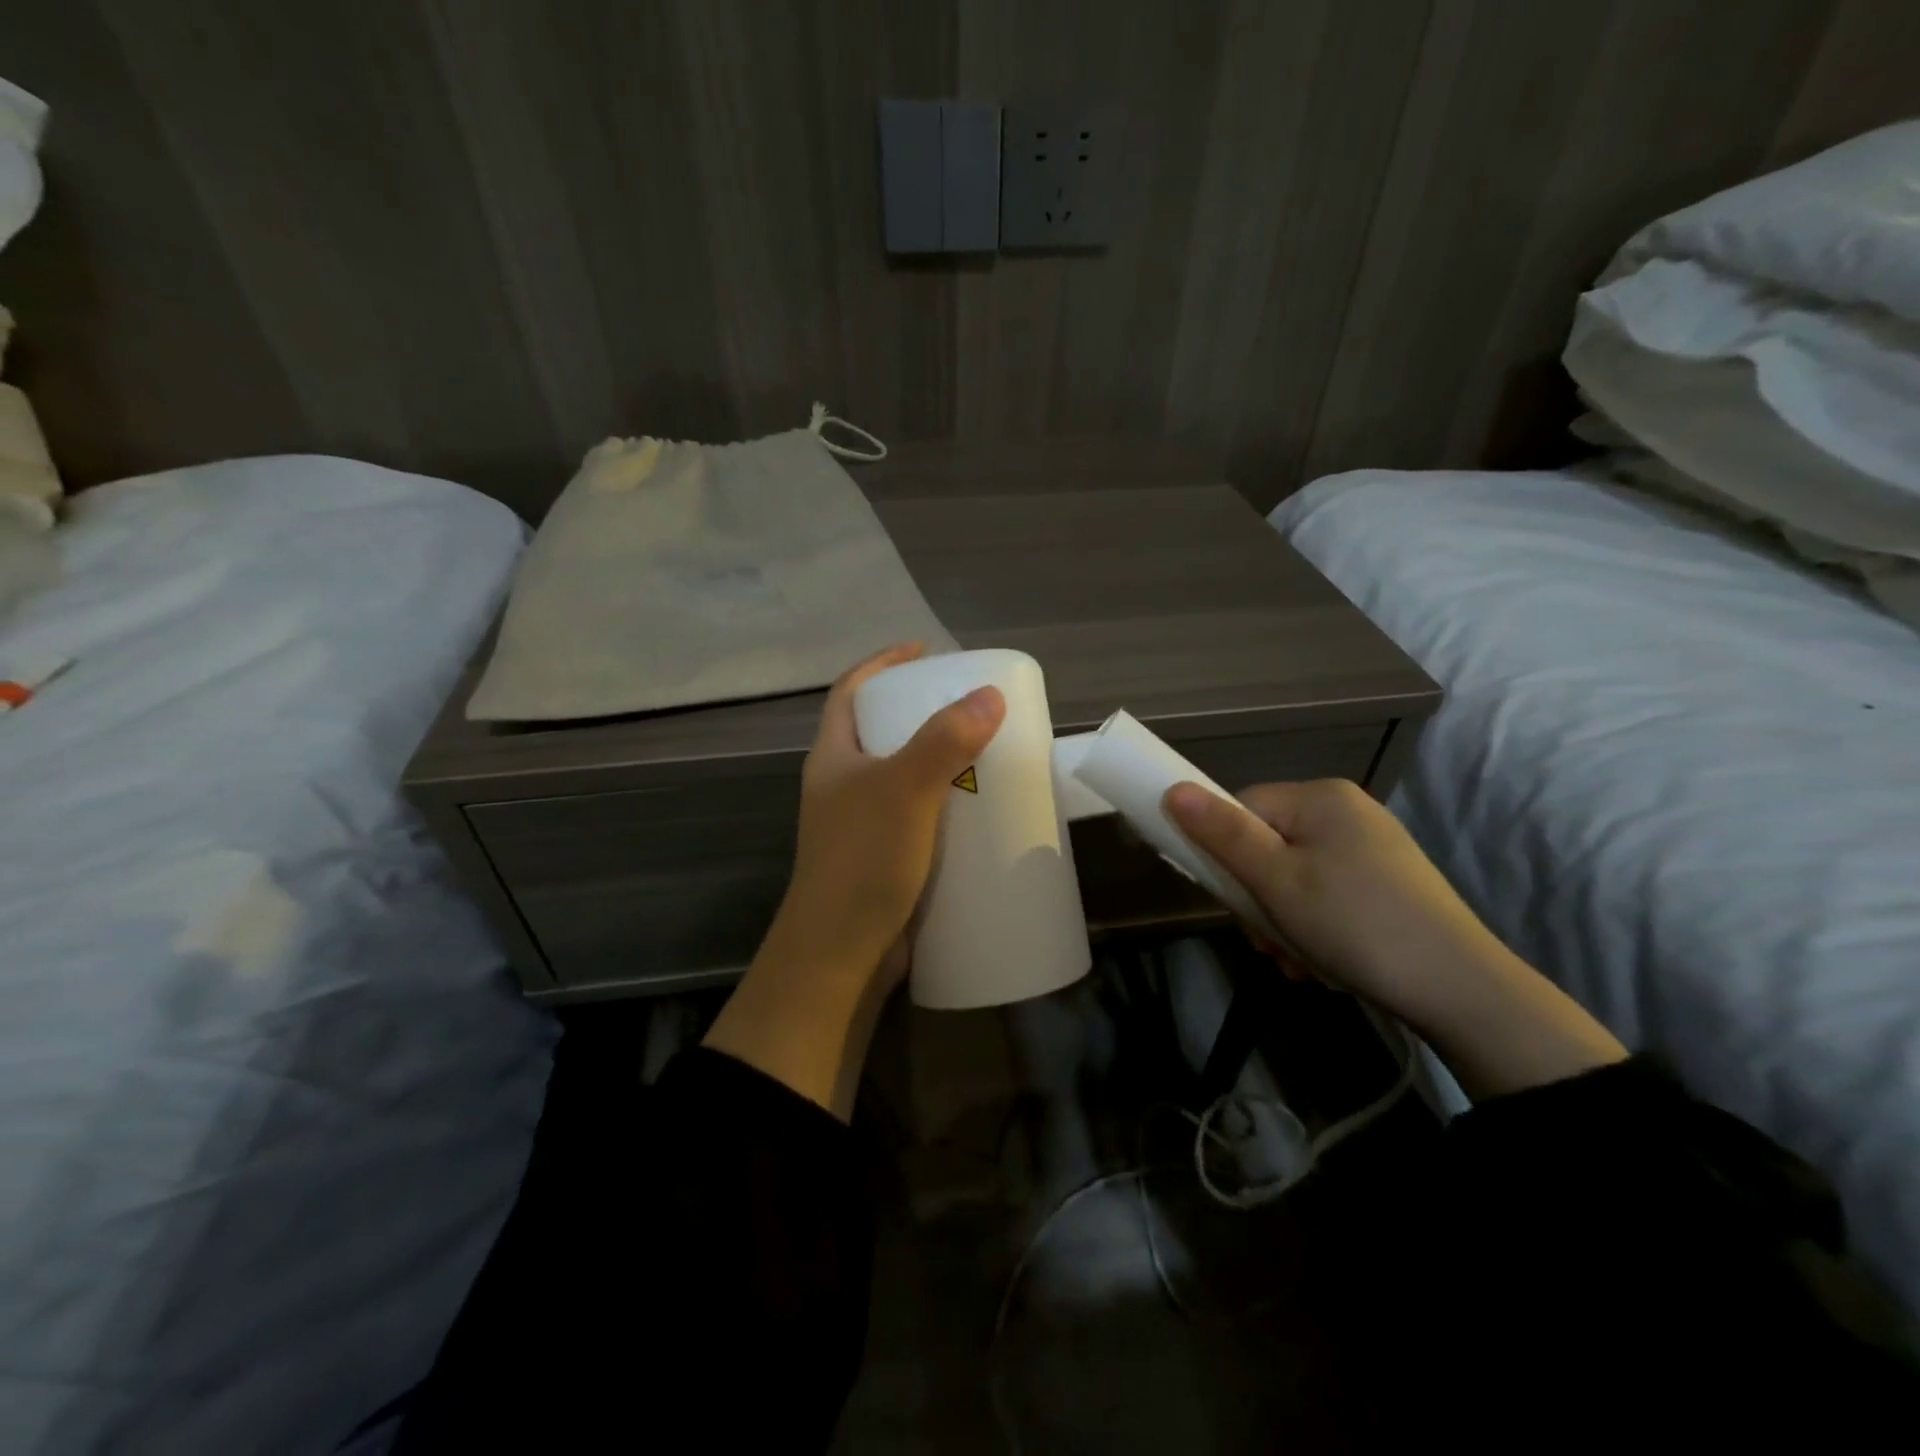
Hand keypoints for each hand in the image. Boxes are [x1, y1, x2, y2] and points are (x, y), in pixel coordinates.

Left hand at [766, 642, 1006, 989]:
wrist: (841, 955)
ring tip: (987, 750)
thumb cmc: (862, 861)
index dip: (883, 663)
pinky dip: (949, 805)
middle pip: (882, 730)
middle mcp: (844, 785)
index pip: (851, 691)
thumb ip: (945, 740)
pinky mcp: (888, 857)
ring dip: (942, 760)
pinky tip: (982, 810)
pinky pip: (921, 815)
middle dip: (923, 711)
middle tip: (971, 705)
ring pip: (905, 775)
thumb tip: (989, 694)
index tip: (925, 651)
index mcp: (834, 757)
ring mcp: (864, 824)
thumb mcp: (903, 790)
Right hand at [1164, 778, 1625, 1097]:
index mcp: (1320, 797)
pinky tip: (1323, 963)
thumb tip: (1173, 789)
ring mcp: (1372, 848)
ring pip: (1294, 877)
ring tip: (1297, 962)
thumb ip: (1223, 835)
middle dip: (1258, 900)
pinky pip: (1327, 895)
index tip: (1231, 902)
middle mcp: (1347, 811)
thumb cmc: (1355, 925)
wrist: (1464, 992)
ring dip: (1283, 922)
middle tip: (1268, 943)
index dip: (1225, 855)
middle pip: (1267, 846)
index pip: (1242, 809)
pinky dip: (1314, 928)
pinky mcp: (1388, 884)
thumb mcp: (1277, 881)